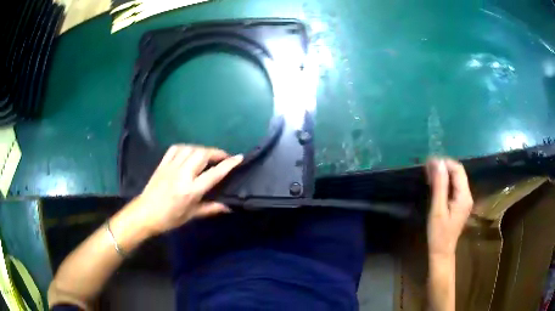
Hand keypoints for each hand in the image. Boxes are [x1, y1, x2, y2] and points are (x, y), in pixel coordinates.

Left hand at [129, 144, 242, 235]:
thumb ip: (211, 208)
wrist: (145, 213)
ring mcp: (171, 166)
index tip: (238, 157)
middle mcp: (182, 174)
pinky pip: (176, 148)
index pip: (214, 173)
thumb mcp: (191, 216)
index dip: (228, 164)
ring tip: (207, 156)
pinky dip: (186, 147)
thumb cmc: (170, 218)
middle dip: (216, 153)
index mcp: (191, 190)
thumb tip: (229, 207)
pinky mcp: (163, 163)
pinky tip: (189, 152)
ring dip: (202, 149)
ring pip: (190, 149)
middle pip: (202, 154)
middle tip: (223, 158)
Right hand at [426, 158, 472, 257]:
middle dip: (444, 167)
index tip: (429, 162)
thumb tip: (438, 162)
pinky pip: (454, 187)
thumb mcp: (437, 209)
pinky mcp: (460, 204)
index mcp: (464, 196)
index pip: (458, 170)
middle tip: (427, 167)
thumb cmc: (438, 233)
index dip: (445, 163)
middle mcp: (467, 195)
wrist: (441, 252)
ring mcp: (464, 200)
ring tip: (429, 173)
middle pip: (458, 173)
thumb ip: (439, 185)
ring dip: (444, 174)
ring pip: (456, 179)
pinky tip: (435, 184)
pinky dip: (445, 182)